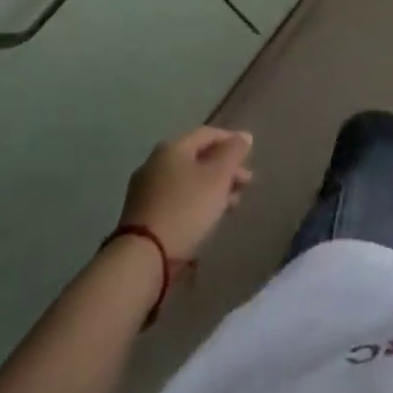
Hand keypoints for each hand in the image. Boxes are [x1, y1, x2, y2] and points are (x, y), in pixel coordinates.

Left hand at [121, 126, 254, 259]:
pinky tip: (209, 217)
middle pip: (197, 158)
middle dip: (224, 169)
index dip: (231, 140)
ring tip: (233, 204)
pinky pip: (176, 199)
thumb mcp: (218, 177)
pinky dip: (195, 202)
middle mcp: (155, 163)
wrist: (143, 258)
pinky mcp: (142, 215)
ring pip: (187, 181)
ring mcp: (145, 190)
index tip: (250, 155)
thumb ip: (234, 153)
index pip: (207, 133)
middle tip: (246, 183)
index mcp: (172, 148)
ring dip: (213, 188)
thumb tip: (244, 136)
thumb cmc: (186, 209)